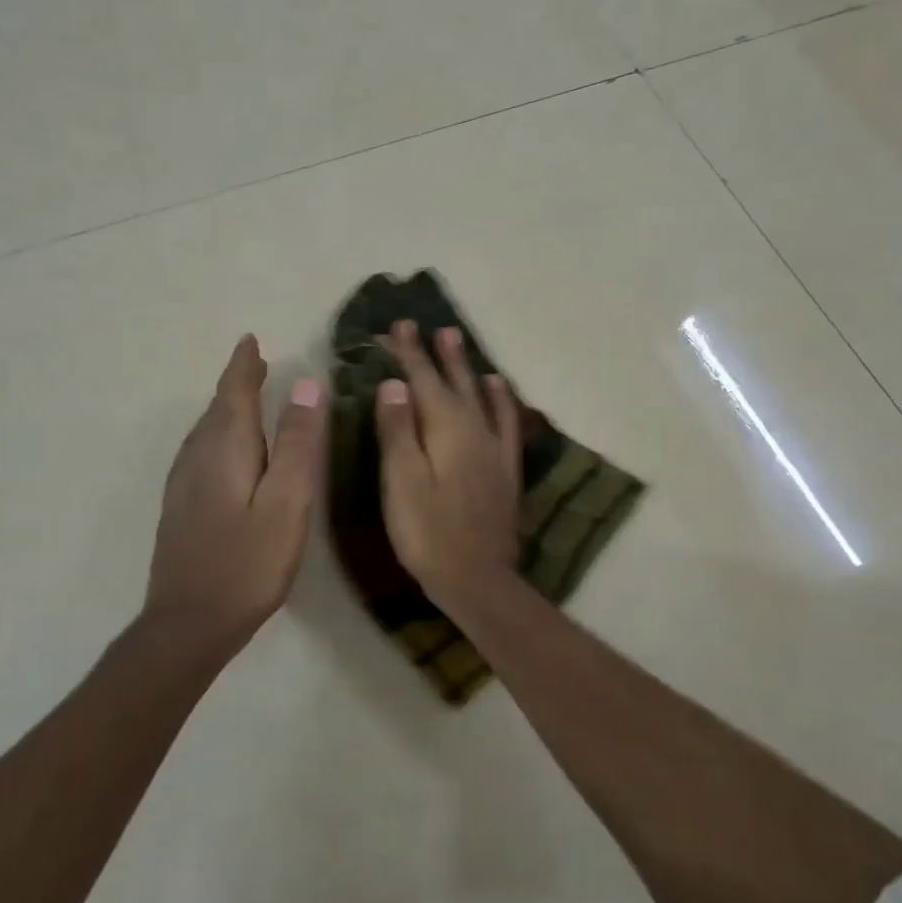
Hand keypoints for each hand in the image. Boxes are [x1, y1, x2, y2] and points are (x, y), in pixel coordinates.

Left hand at [144, 335, 326, 653]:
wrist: (188, 624)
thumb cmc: (248, 562)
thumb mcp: (287, 502)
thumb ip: (296, 443)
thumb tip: (306, 385)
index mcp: (225, 448)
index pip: (234, 392)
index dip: (244, 365)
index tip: (251, 340)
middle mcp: (197, 456)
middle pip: (218, 408)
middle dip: (238, 383)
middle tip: (258, 364)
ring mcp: (183, 483)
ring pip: (207, 431)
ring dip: (228, 408)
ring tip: (249, 397)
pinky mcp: (181, 507)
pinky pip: (202, 452)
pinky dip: (220, 435)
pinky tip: (229, 452)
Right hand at [373, 321, 521, 610]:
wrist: (477, 578)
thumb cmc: (428, 532)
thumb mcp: (402, 481)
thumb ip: (398, 430)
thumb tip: (395, 383)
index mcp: (446, 429)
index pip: (424, 380)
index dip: (410, 353)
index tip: (400, 325)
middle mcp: (475, 429)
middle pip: (455, 382)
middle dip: (439, 354)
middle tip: (431, 326)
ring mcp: (494, 448)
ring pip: (481, 395)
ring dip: (468, 368)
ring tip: (459, 342)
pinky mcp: (505, 468)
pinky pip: (506, 421)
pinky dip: (501, 399)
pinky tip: (497, 389)